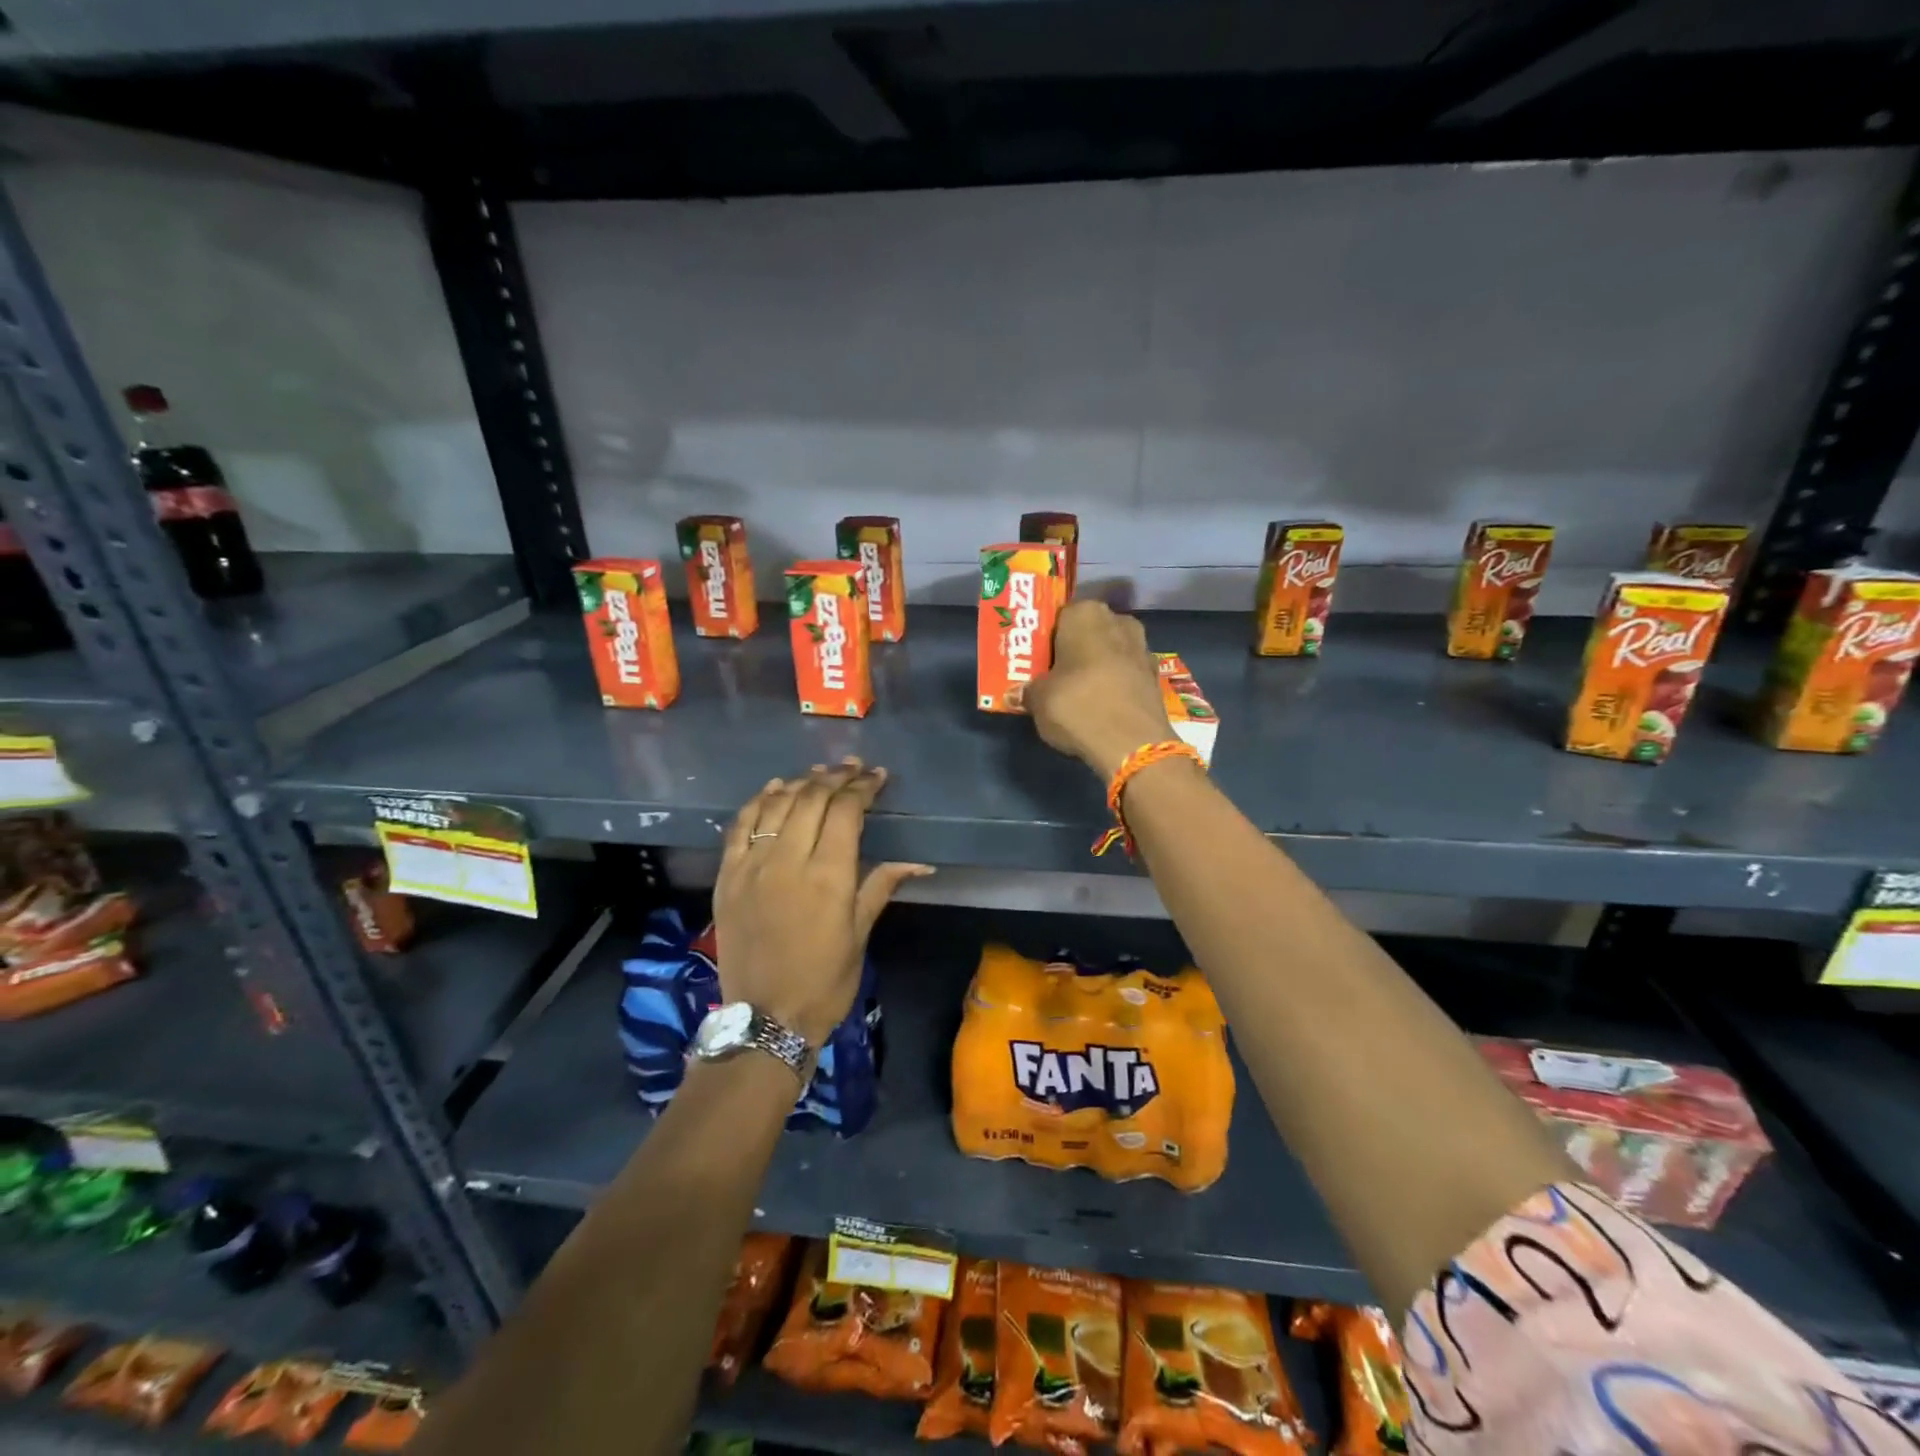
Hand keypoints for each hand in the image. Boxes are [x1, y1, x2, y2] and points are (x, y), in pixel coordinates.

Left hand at [713, 759, 932, 1047]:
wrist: (765, 1018)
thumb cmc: (824, 981)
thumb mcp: (860, 934)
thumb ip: (881, 886)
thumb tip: (919, 862)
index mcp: (828, 876)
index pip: (845, 811)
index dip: (862, 788)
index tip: (876, 777)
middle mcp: (788, 860)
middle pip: (811, 799)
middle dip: (836, 778)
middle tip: (853, 769)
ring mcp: (752, 866)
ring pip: (776, 805)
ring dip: (800, 783)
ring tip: (819, 774)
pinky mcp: (727, 876)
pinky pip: (739, 826)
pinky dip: (758, 801)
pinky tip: (774, 789)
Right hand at [1026, 600, 1173, 778]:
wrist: (1132, 743)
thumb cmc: (1077, 706)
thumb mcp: (1038, 700)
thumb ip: (1028, 690)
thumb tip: (1019, 692)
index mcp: (1084, 614)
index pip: (1058, 616)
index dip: (1045, 638)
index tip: (1034, 657)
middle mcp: (1117, 620)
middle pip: (1087, 631)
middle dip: (1072, 649)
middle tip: (1051, 673)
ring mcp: (1142, 647)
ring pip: (1109, 651)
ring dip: (1095, 665)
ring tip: (1075, 691)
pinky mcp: (1155, 675)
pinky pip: (1125, 672)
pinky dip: (1113, 683)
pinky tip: (1100, 703)